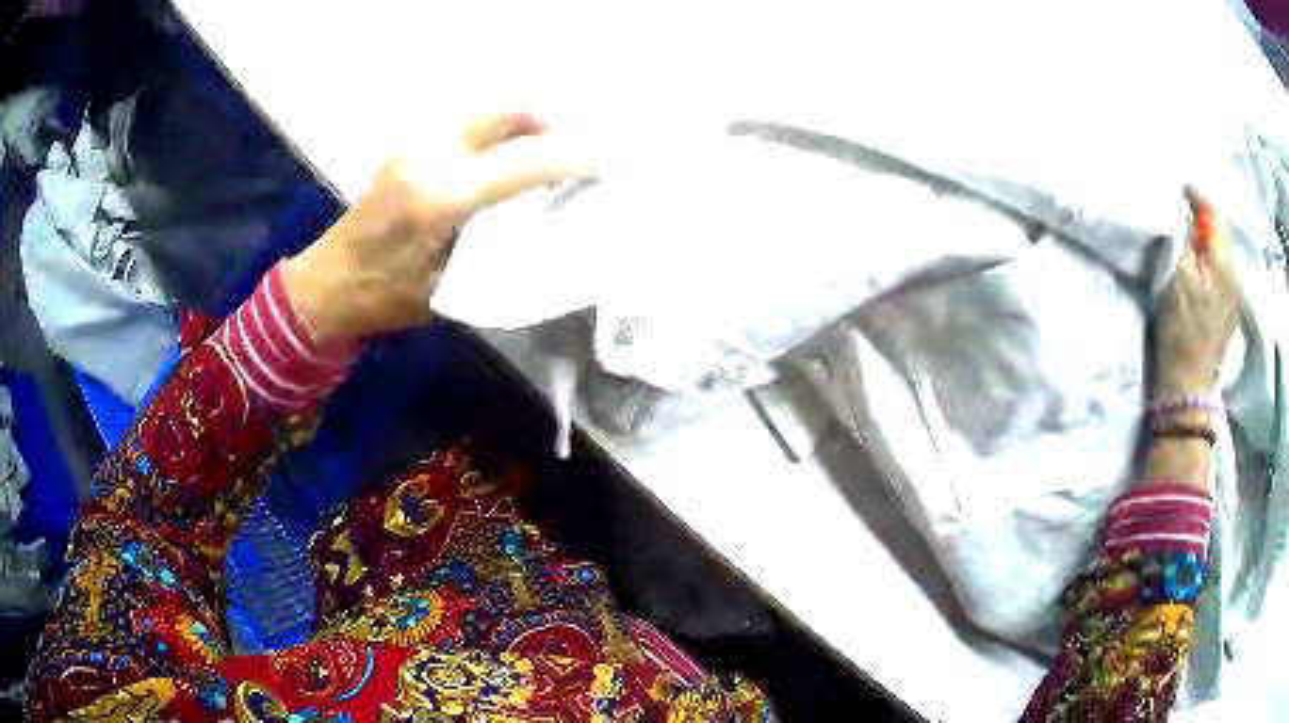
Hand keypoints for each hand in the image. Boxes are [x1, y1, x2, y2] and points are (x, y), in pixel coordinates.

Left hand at [282, 112, 593, 344]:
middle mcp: (428, 158)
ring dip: (523, 125)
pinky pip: (466, 126)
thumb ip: (496, 253)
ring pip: (484, 115)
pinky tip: (507, 156)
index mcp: (438, 198)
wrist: (325, 285)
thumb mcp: (448, 289)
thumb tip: (546, 230)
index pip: (519, 165)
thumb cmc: (383, 299)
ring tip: (548, 151)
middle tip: (578, 150)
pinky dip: (497, 131)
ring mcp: (414, 147)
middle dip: (548, 125)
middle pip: (502, 117)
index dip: (569, 159)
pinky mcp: (408, 148)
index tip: (607, 159)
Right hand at [1154, 187, 1242, 395]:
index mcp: (1224, 263)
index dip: (1198, 196)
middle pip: (1222, 233)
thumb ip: (1187, 241)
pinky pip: (1222, 271)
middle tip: (1184, 207)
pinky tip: (1199, 261)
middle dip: (1205, 216)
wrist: (1189, 385)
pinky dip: (1210, 258)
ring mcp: (1233, 296)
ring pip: (1222, 252)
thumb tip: (1190, 218)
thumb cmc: (1182, 329)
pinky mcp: (1228, 311)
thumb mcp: (1179, 277)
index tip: (1181, 187)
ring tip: (1190, 233)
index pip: (1215, 215)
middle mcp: (1235, 275)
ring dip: (1208, 238)